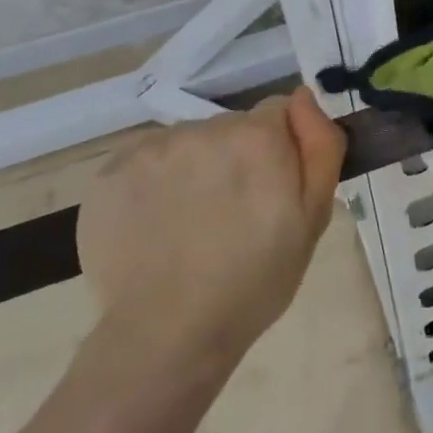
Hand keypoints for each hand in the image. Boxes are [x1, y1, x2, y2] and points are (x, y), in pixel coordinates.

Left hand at [77, 87, 345, 362]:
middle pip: (231, 128)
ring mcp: (153, 149)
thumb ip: (320, 146)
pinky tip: (157, 225)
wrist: (169, 334)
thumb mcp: (312, 218)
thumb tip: (305, 97)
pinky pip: (147, 161)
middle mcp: (205, 128)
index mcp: (258, 137)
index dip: (279, 149)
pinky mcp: (111, 172)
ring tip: (191, 224)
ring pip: (188, 143)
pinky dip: (154, 184)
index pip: (277, 112)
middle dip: (237, 158)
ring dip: (195, 169)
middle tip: (234, 214)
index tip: (272, 189)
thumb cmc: (255, 281)